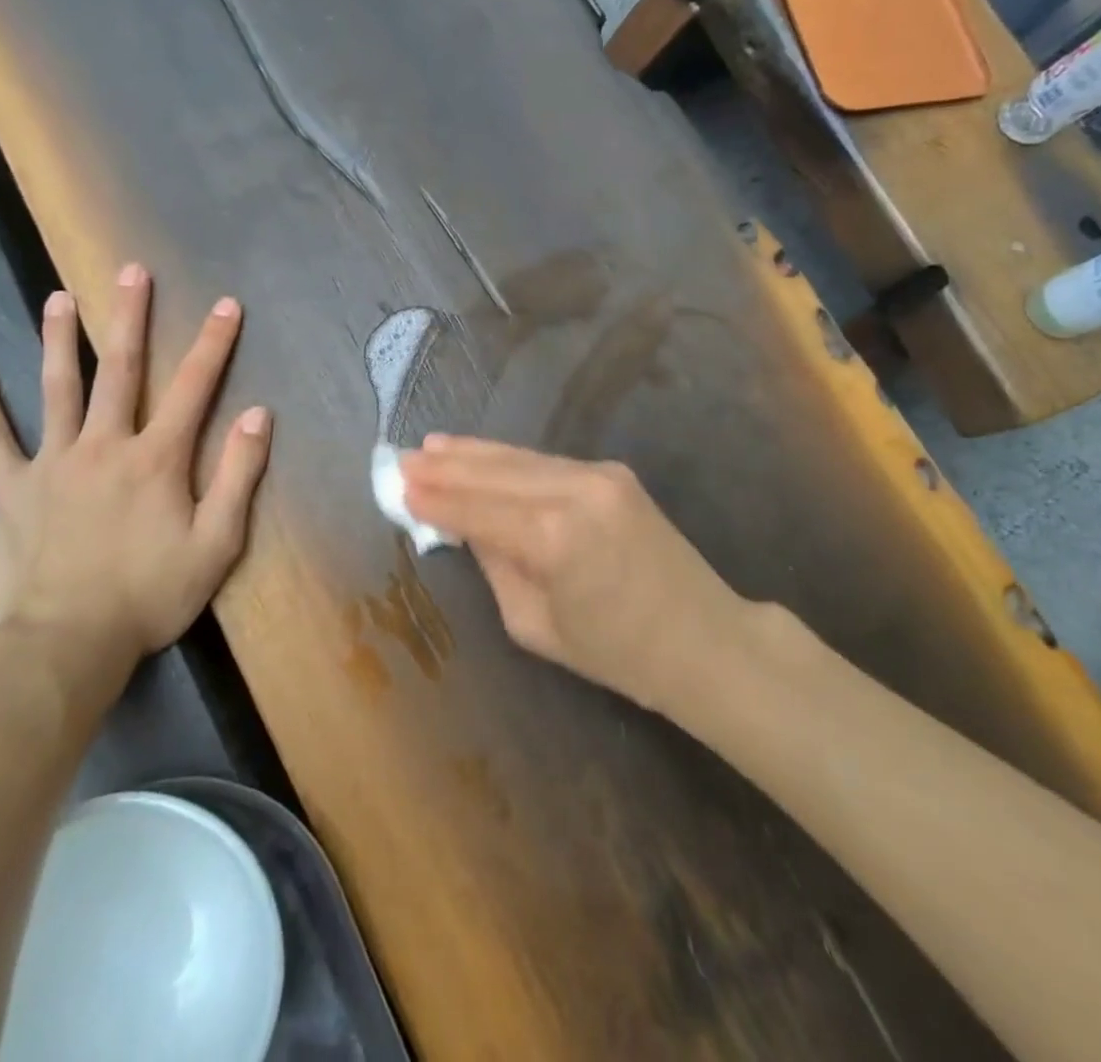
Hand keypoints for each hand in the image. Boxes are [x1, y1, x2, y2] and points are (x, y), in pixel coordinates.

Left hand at [0, 265, 271, 692]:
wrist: (68, 642)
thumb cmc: (150, 594)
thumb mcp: (217, 543)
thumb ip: (239, 475)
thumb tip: (257, 414)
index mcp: (157, 457)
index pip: (193, 387)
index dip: (213, 343)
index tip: (226, 304)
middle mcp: (105, 444)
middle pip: (121, 369)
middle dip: (130, 317)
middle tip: (132, 271)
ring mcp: (53, 462)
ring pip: (57, 388)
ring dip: (60, 339)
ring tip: (58, 297)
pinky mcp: (11, 487)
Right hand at [400, 437, 745, 708]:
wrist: (704, 639)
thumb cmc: (616, 653)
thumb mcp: (535, 624)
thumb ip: (496, 566)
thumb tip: (468, 526)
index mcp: (553, 538)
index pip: (475, 510)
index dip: (434, 499)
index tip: (396, 486)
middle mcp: (574, 493)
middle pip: (493, 473)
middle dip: (445, 467)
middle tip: (402, 459)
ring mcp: (597, 475)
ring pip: (518, 458)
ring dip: (472, 453)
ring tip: (431, 447)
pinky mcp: (612, 472)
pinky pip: (545, 463)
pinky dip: (508, 460)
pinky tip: (481, 454)